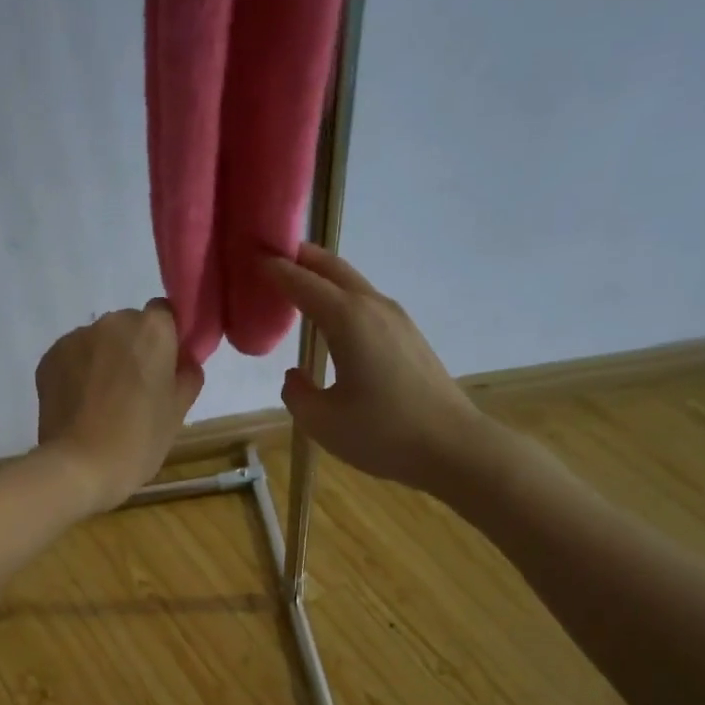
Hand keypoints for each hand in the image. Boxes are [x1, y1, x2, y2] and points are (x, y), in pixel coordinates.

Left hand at [35, 299, 203, 513]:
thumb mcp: (177, 413)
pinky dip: (78, 373)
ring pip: (99, 342)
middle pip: (130, 326)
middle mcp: (113, 322)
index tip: (166, 369)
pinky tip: (81, 406)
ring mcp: (76, 338)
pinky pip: (73, 357)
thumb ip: (187, 376)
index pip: (166, 315)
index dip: (167, 340)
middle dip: (133, 350)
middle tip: (135, 391)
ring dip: (104, 361)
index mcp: (152, 330)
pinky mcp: (49, 357)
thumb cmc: (138, 441)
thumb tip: (184, 361)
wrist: (79, 467)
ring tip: (103, 403)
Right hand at [263, 244, 497, 495]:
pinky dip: (343, 300)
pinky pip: (367, 305)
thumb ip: (297, 394)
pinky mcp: (409, 338)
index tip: (252, 259)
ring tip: (299, 287)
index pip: (303, 284)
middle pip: (333, 269)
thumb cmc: (382, 433)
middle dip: (302, 258)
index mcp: (348, 320)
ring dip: (325, 279)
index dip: (276, 271)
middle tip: (274, 257)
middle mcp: (373, 308)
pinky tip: (333, 323)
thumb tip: (297, 375)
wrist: (452, 447)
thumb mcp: (322, 422)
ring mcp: (397, 320)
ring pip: (354, 285)